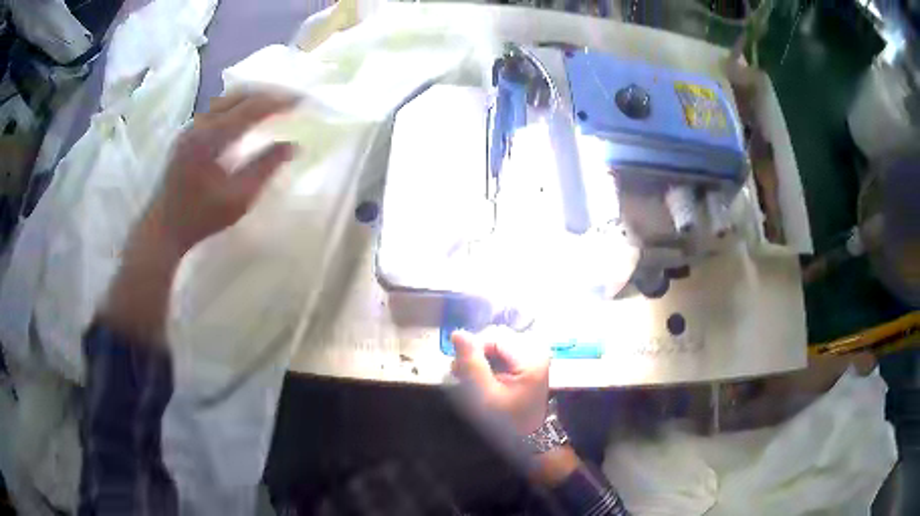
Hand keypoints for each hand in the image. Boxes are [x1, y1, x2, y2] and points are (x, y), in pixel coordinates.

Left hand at [150, 91, 298, 255]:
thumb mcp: (238, 199)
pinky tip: (245, 117)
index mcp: (212, 137)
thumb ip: (265, 168)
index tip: (302, 101)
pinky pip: (216, 108)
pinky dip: (237, 106)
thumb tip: (293, 145)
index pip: (253, 107)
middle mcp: (200, 124)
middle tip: (290, 100)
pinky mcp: (186, 134)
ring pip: (226, 98)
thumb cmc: (201, 218)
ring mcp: (191, 127)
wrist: (163, 228)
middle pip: (239, 94)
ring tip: (273, 105)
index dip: (280, 101)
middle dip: (268, 93)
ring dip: (252, 97)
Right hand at [451, 329, 550, 435]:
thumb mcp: (484, 396)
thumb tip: (458, 333)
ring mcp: (534, 353)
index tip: (460, 370)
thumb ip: (471, 364)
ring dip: (481, 356)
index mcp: (531, 358)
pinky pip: (503, 349)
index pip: (494, 336)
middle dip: (476, 352)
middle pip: (496, 336)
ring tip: (470, 377)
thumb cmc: (506, 420)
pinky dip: (489, 360)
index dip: (473, 349)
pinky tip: (483, 376)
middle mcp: (537, 349)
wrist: (527, 437)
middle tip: (461, 374)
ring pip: (497, 342)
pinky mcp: (529, 358)